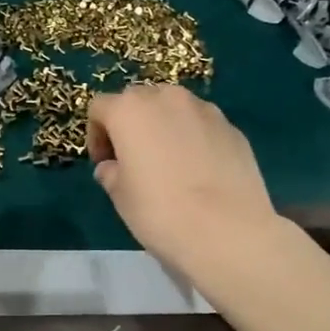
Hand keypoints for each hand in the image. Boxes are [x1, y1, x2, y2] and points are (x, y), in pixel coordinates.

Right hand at [85, 84, 277, 273]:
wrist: (229, 232)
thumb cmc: (161, 213)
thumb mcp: (121, 197)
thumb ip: (110, 173)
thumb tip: (113, 167)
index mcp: (130, 110)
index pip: (100, 107)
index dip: (96, 134)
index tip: (104, 163)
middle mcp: (167, 98)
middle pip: (139, 100)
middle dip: (131, 124)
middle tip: (133, 159)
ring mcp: (205, 110)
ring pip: (174, 109)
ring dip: (164, 127)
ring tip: (169, 164)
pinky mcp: (233, 128)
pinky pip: (202, 125)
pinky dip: (193, 138)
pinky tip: (199, 172)